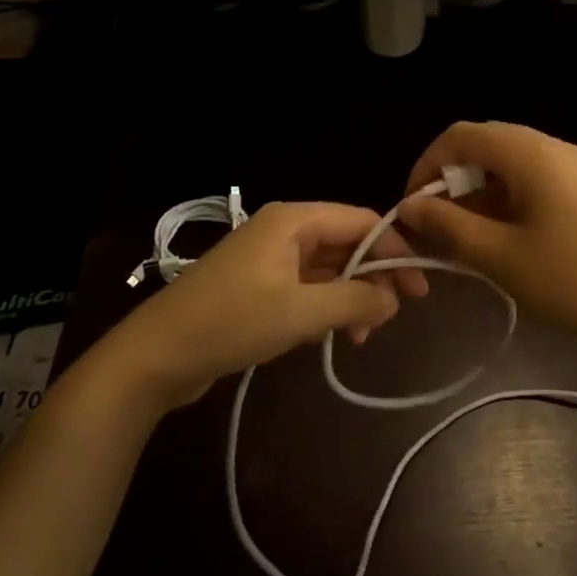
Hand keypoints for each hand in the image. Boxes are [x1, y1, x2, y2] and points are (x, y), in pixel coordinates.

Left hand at [101, 202, 428, 410]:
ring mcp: (268, 259)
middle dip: (374, 276)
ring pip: (326, 268)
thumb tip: (393, 299)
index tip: (420, 288)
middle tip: (398, 314)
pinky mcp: (257, 287)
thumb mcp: (300, 312)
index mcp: (294, 220)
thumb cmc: (232, 322)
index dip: (395, 249)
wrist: (157, 354)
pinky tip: (333, 336)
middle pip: (345, 243)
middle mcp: (283, 231)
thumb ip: (353, 300)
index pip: (361, 221)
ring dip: (350, 297)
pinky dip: (325, 307)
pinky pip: (305, 287)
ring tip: (363, 336)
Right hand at [398, 122, 576, 360]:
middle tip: (435, 224)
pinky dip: (506, 200)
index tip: (412, 207)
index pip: (462, 136)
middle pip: (487, 145)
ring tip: (462, 237)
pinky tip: (499, 238)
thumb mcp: (499, 256)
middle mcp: (555, 148)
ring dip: (478, 192)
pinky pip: (533, 180)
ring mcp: (576, 168)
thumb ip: (447, 225)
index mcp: (533, 153)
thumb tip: (409, 206)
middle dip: (452, 180)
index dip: (428, 165)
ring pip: (510, 164)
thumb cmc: (570, 281)